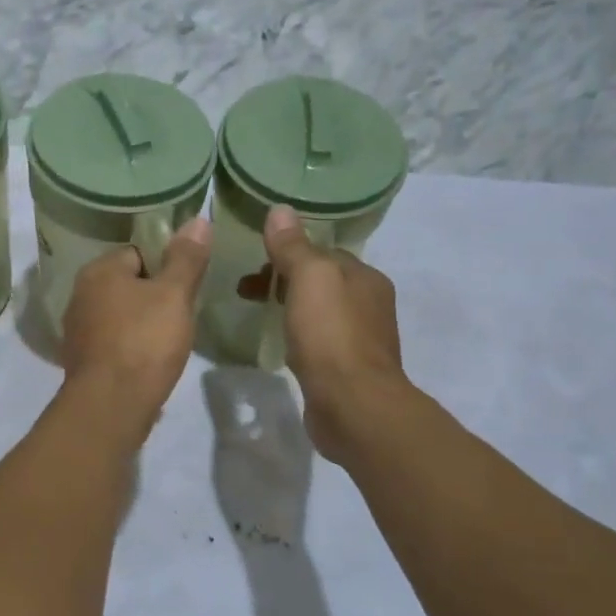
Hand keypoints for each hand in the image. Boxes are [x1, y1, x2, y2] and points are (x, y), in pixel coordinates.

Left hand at [59, 218, 211, 441]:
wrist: (112, 406)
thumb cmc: (144, 342)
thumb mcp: (174, 295)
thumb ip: (186, 258)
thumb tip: (198, 219)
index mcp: (98, 271)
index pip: (138, 252)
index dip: (166, 265)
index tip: (187, 286)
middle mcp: (80, 295)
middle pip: (127, 284)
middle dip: (154, 297)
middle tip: (182, 314)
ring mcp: (78, 331)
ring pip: (120, 315)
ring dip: (142, 324)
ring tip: (169, 340)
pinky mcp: (83, 362)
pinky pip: (114, 343)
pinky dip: (131, 348)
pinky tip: (150, 362)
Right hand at [263, 206, 410, 464]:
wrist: (354, 406)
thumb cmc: (332, 336)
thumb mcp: (309, 280)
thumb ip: (293, 247)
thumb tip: (279, 210)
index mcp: (365, 277)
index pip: (323, 252)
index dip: (287, 253)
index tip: (253, 265)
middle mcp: (370, 304)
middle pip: (321, 281)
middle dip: (284, 280)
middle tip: (246, 292)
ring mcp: (361, 340)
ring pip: (320, 312)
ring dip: (291, 308)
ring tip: (259, 317)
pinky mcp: (349, 370)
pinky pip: (320, 342)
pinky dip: (300, 337)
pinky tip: (283, 349)